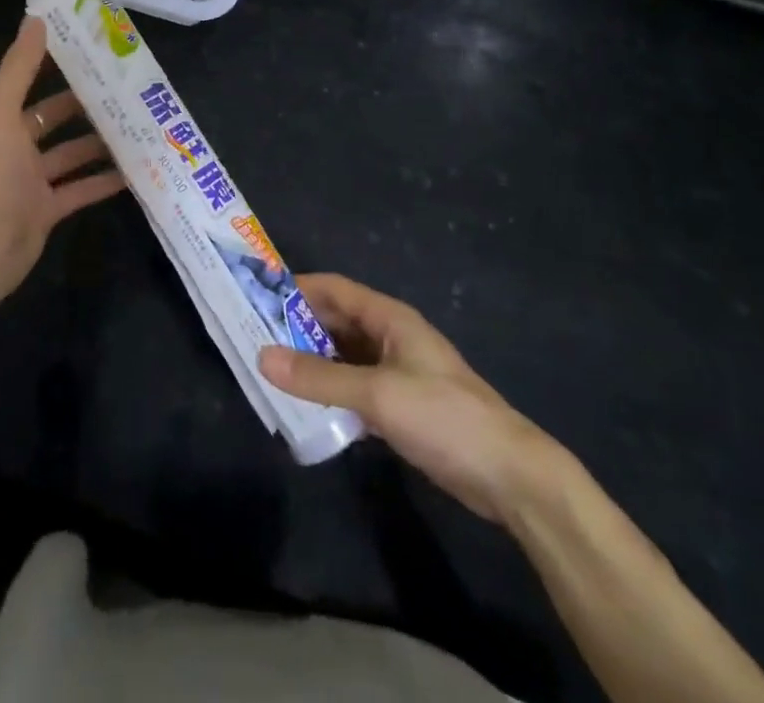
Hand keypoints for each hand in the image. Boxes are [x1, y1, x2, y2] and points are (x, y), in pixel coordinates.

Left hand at [0, 18, 125, 300]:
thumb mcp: (1, 114)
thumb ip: (19, 69)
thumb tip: (35, 18)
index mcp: (2, 121)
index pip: (32, 85)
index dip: (57, 67)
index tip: (92, 51)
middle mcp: (17, 147)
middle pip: (56, 119)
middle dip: (87, 105)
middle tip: (126, 89)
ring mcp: (34, 180)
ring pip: (73, 154)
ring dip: (100, 142)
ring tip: (137, 126)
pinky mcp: (50, 210)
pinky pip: (82, 189)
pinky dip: (104, 181)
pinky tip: (134, 171)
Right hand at [260, 274, 561, 523]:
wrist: (509, 476)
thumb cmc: (443, 417)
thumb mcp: (376, 394)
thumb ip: (319, 377)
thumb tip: (262, 357)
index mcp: (390, 319)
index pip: (335, 289)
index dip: (298, 288)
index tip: (258, 295)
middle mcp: (391, 338)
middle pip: (337, 322)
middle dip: (299, 327)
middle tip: (255, 337)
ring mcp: (397, 374)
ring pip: (344, 357)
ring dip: (312, 362)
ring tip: (271, 370)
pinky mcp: (401, 408)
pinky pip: (355, 389)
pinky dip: (330, 392)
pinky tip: (305, 405)